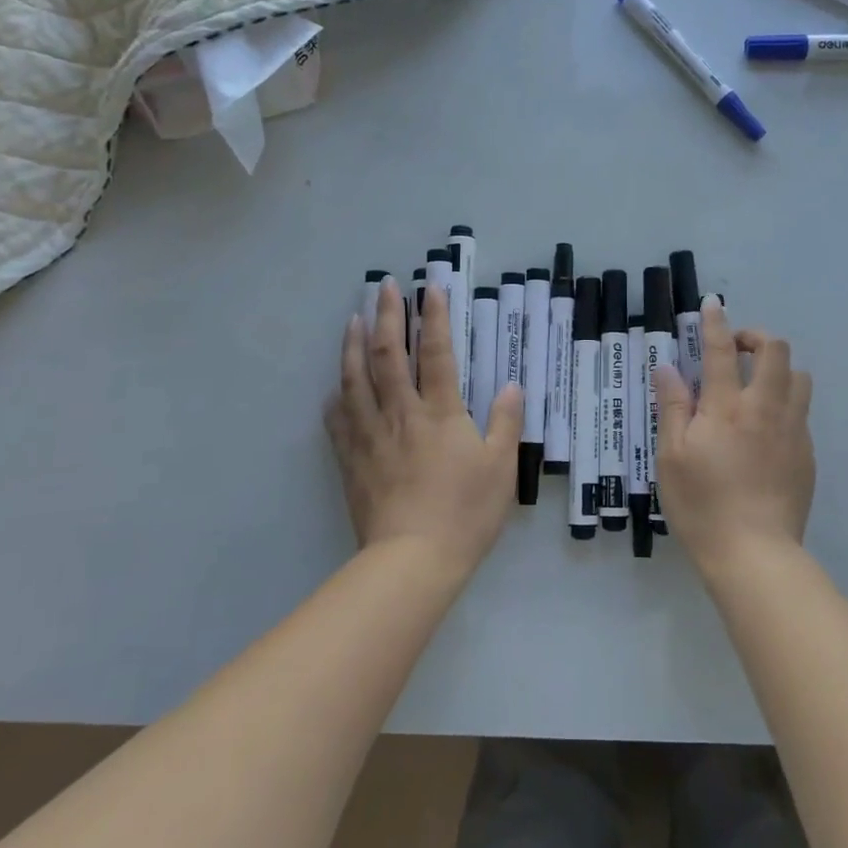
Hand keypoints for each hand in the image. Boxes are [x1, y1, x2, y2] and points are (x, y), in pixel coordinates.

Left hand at [324, 281, 521, 575]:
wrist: (413, 560)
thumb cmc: (465, 512)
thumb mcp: (501, 467)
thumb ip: (506, 423)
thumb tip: (513, 386)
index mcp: (440, 413)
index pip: (437, 353)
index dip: (434, 317)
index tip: (430, 287)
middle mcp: (401, 414)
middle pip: (389, 356)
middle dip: (388, 317)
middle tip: (384, 287)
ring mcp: (371, 436)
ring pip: (356, 380)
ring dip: (354, 346)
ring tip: (353, 320)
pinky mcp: (352, 461)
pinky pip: (338, 421)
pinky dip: (336, 398)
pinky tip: (334, 388)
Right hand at [653, 300, 814, 579]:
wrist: (754, 554)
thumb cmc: (701, 505)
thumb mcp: (671, 457)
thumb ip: (673, 407)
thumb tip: (669, 368)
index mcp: (727, 408)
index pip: (723, 350)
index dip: (716, 322)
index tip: (713, 304)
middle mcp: (766, 409)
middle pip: (776, 351)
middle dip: (757, 338)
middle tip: (736, 352)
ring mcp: (793, 431)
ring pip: (799, 377)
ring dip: (778, 369)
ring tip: (755, 386)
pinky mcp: (807, 454)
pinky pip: (802, 412)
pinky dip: (785, 403)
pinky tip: (766, 430)